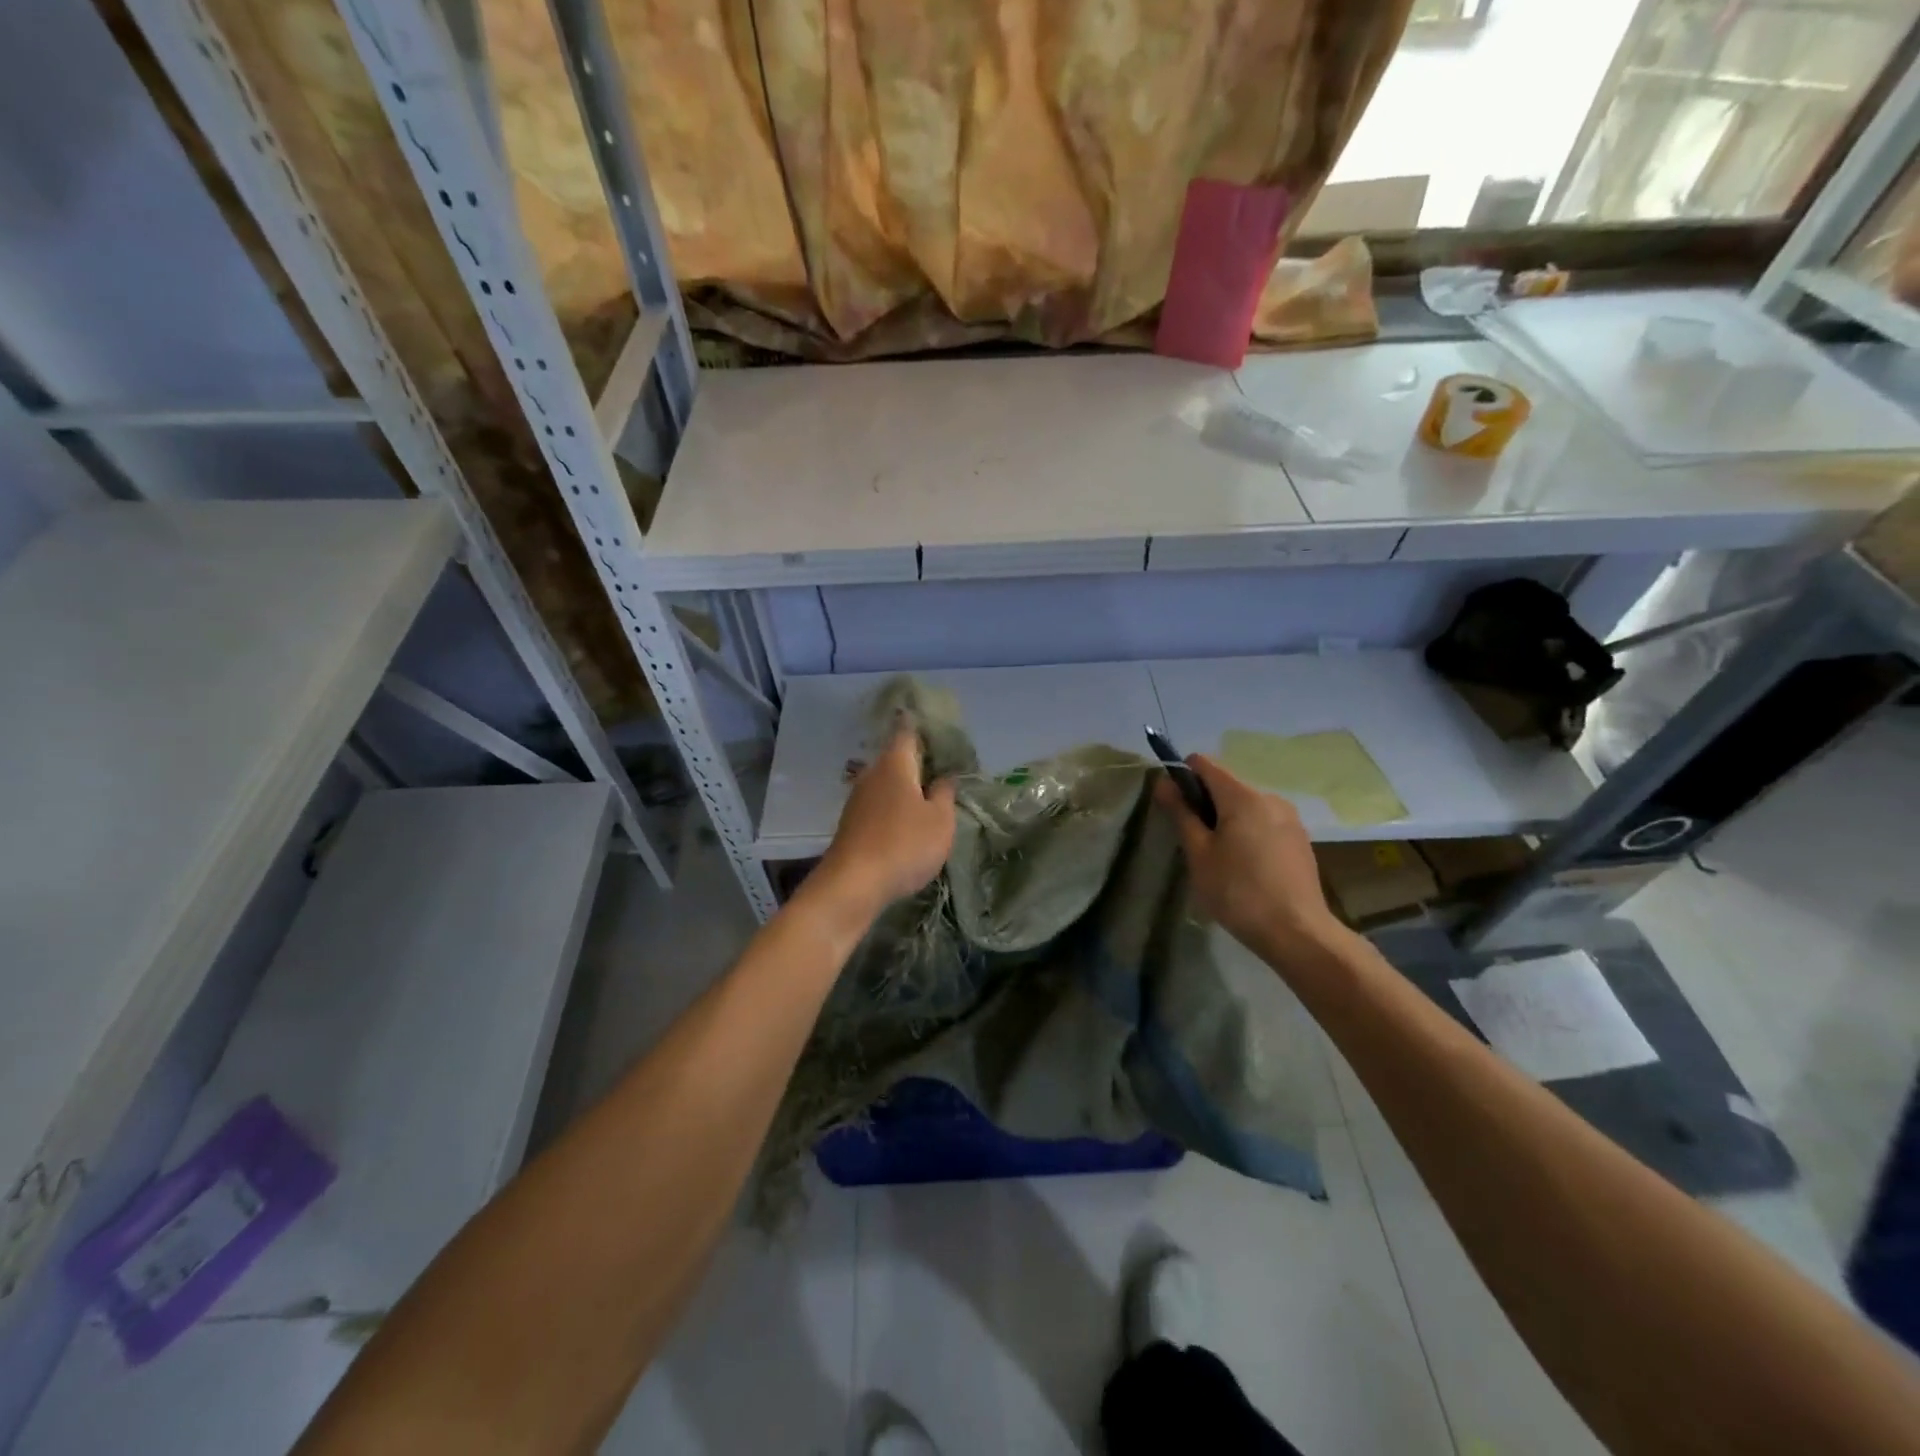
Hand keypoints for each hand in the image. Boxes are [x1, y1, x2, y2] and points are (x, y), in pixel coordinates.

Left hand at [815, 725, 957, 920]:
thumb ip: (944, 794)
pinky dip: (894, 808)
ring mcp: (857, 800)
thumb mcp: (940, 820)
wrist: (853, 884)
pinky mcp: (851, 824)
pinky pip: (878, 806)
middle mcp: (872, 774)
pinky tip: (907, 824)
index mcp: (895, 764)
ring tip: (929, 797)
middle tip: (942, 767)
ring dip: (905, 788)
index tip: (934, 723)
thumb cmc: (904, 844)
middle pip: (896, 759)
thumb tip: (944, 776)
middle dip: (917, 762)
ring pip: (886, 784)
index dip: (920, 724)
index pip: (907, 731)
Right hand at [1154, 755, 1345, 961]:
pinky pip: (1263, 823)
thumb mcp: (1199, 854)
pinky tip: (1245, 868)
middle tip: (1194, 843)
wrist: (1297, 933)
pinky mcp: (1299, 839)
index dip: (1182, 777)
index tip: (1174, 807)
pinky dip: (1247, 833)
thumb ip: (1181, 813)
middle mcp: (1269, 797)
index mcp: (1243, 796)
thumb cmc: (1238, 892)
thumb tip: (1164, 782)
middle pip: (1226, 785)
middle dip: (1204, 804)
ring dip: (1226, 821)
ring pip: (1245, 806)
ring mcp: (1289, 818)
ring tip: (1219, 860)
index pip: (1204, 764)